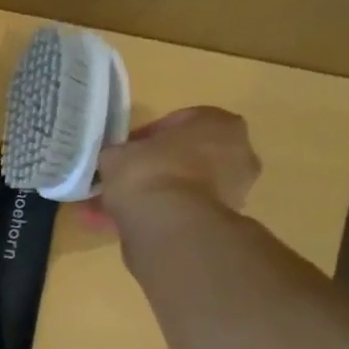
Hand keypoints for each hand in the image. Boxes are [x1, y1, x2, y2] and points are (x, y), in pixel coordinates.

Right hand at [83, 107, 262, 264]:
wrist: (168, 226)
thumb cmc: (150, 172)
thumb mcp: (118, 153)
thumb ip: (119, 153)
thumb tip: (116, 161)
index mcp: (221, 124)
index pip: (180, 123)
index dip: (146, 137)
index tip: (125, 152)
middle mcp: (237, 155)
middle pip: (185, 159)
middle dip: (152, 169)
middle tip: (121, 180)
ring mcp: (231, 193)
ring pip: (180, 190)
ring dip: (150, 198)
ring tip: (111, 210)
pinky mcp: (216, 224)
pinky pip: (177, 214)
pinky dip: (152, 219)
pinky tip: (118, 226)